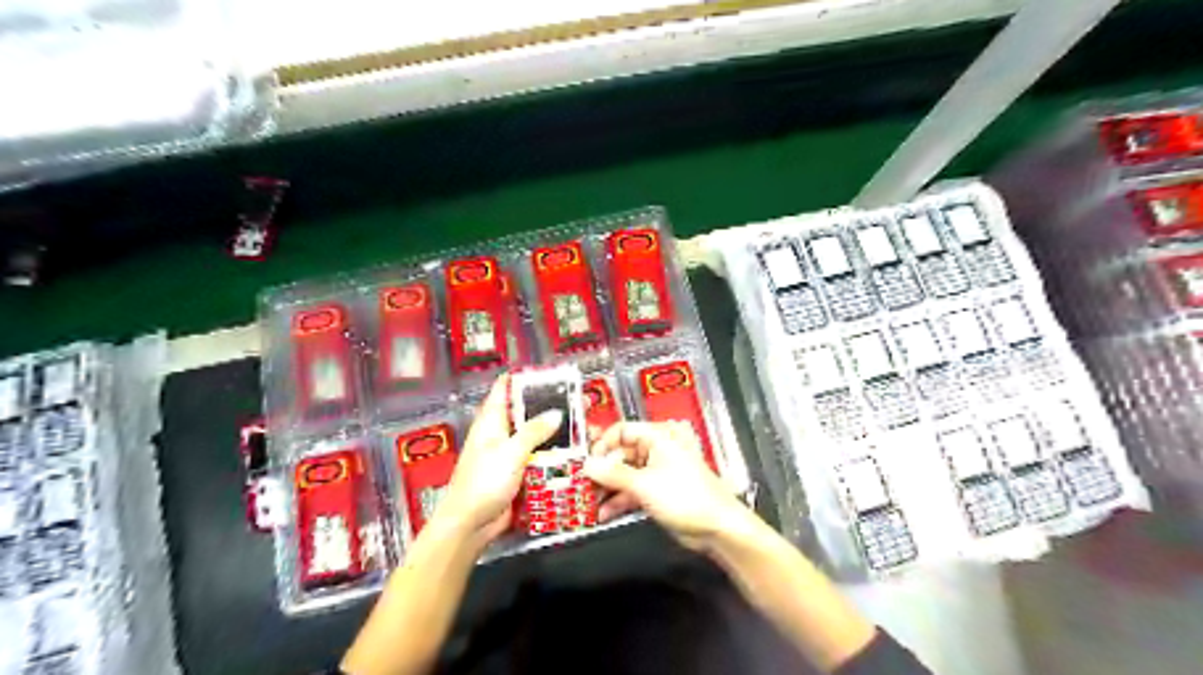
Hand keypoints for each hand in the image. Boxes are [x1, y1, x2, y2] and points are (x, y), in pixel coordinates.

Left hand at [433, 373, 565, 548]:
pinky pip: (541, 459)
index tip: (550, 373)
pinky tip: (577, 453)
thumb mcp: (510, 452)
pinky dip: (556, 455)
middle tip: (580, 400)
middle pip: (528, 413)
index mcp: (492, 421)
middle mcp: (502, 434)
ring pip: (538, 437)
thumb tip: (557, 413)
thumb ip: (534, 431)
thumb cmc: (483, 483)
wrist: (471, 525)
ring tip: (585, 426)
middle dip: (552, 406)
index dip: (524, 378)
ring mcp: (511, 454)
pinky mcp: (520, 473)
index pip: (505, 389)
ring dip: (558, 433)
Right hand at [586, 421, 748, 553]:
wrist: (717, 527)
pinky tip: (602, 514)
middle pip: (620, 454)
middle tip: (581, 485)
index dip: (602, 445)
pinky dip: (618, 501)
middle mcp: (656, 450)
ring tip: (587, 503)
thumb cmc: (687, 497)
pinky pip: (631, 491)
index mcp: (658, 437)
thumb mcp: (644, 484)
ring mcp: (657, 472)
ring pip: (624, 475)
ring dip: (606, 489)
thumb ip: (613, 474)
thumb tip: (588, 465)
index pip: (622, 431)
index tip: (585, 462)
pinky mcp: (657, 492)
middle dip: (601, 471)